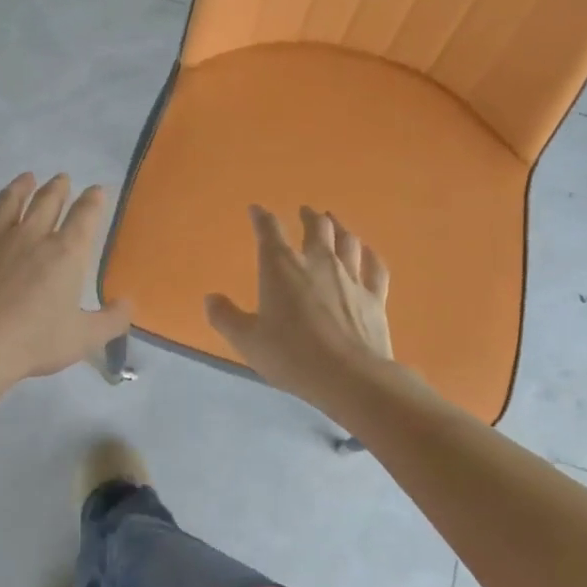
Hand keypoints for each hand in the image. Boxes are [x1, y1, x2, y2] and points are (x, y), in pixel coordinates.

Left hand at [0, 172, 132, 384]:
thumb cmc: (34, 342)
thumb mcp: (84, 338)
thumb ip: (112, 320)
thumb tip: (129, 304)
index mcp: (65, 253)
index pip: (85, 216)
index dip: (93, 200)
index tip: (97, 190)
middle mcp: (31, 236)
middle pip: (47, 201)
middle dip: (57, 187)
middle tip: (61, 178)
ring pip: (8, 203)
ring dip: (19, 188)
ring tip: (26, 178)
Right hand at [205, 206, 391, 405]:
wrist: (350, 377)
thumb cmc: (292, 356)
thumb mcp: (247, 341)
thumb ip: (226, 317)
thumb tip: (210, 298)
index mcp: (281, 268)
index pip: (269, 232)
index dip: (261, 218)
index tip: (257, 210)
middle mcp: (318, 263)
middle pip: (316, 228)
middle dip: (309, 216)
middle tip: (306, 211)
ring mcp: (350, 278)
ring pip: (347, 241)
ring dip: (339, 228)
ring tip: (334, 222)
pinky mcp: (375, 297)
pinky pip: (375, 268)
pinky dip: (370, 256)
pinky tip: (368, 253)